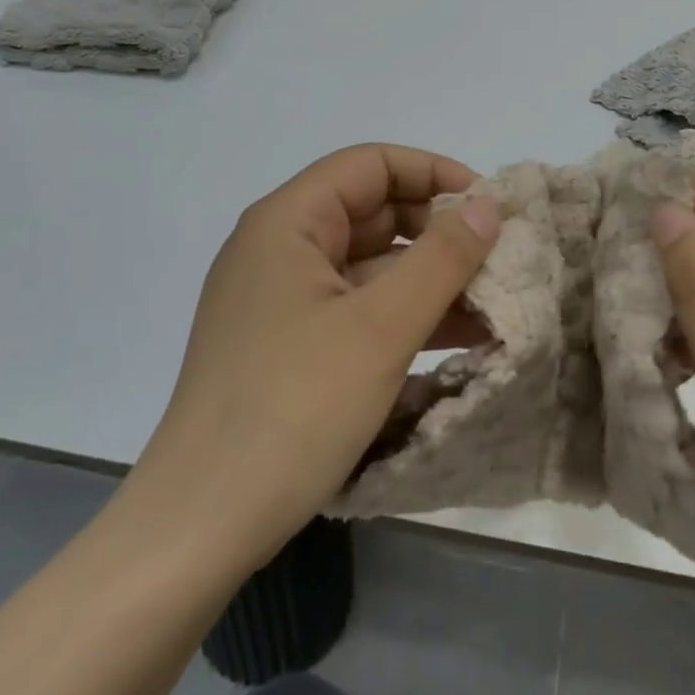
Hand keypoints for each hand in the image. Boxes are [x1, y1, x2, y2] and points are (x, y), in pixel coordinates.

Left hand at [133, 144, 499, 570]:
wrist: (198, 530)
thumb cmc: (292, 409)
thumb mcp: (381, 328)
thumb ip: (442, 258)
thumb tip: (488, 205)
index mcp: (288, 223)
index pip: (371, 165)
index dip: (433, 173)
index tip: (486, 206)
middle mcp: (279, 249)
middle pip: (372, 212)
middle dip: (437, 231)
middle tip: (496, 259)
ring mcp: (281, 300)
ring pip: (369, 265)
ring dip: (428, 278)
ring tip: (491, 304)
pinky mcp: (287, 345)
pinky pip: (356, 308)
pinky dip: (403, 315)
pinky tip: (455, 339)